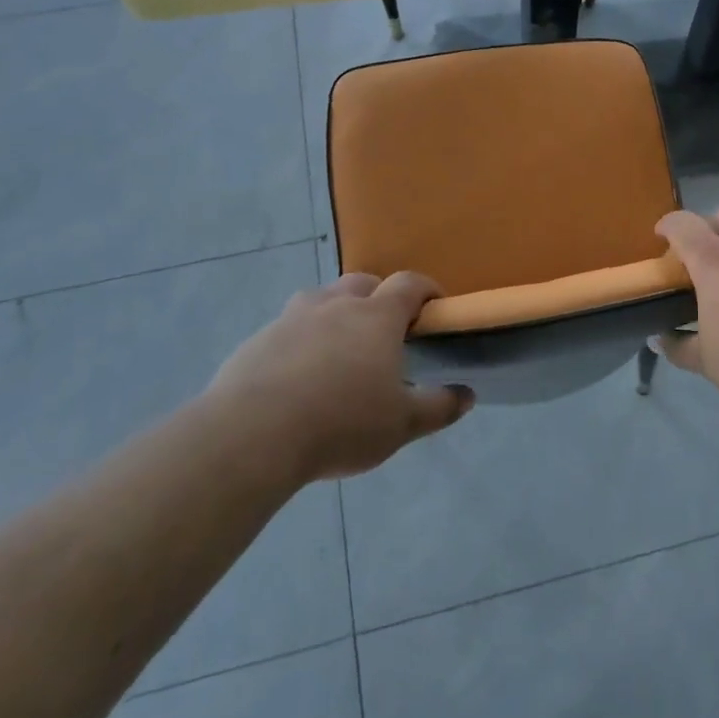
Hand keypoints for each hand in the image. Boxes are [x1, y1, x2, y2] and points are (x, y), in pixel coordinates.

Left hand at [206, 271, 473, 481]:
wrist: (252, 435)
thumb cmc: (342, 422)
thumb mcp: (402, 424)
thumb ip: (438, 407)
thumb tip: (466, 395)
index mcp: (376, 316)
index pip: (409, 284)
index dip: (426, 290)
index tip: (435, 307)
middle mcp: (335, 305)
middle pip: (362, 283)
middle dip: (378, 297)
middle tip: (385, 332)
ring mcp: (292, 319)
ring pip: (320, 300)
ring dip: (335, 313)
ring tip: (339, 350)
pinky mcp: (257, 340)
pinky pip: (287, 329)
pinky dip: (300, 341)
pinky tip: (297, 377)